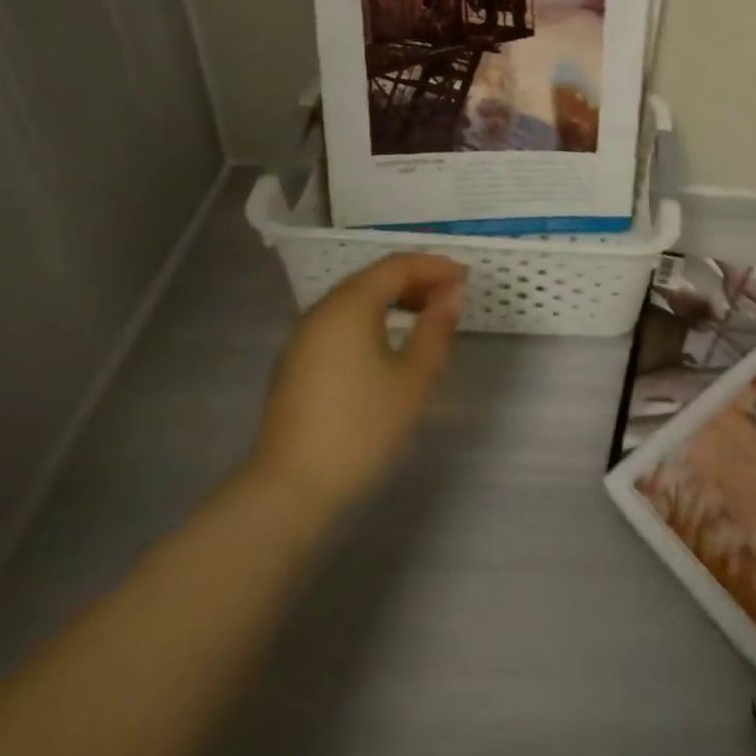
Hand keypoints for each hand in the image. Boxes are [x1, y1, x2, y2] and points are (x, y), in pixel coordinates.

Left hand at [245, 253, 463, 514]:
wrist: (291, 489)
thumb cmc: (362, 427)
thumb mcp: (414, 378)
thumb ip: (436, 328)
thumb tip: (452, 295)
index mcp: (350, 306)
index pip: (396, 266)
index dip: (434, 266)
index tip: (465, 278)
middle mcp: (322, 311)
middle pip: (373, 278)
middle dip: (414, 280)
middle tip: (449, 296)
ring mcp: (303, 337)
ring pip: (354, 301)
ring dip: (393, 299)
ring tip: (425, 317)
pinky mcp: (296, 363)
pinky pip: (340, 323)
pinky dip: (371, 319)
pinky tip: (389, 344)